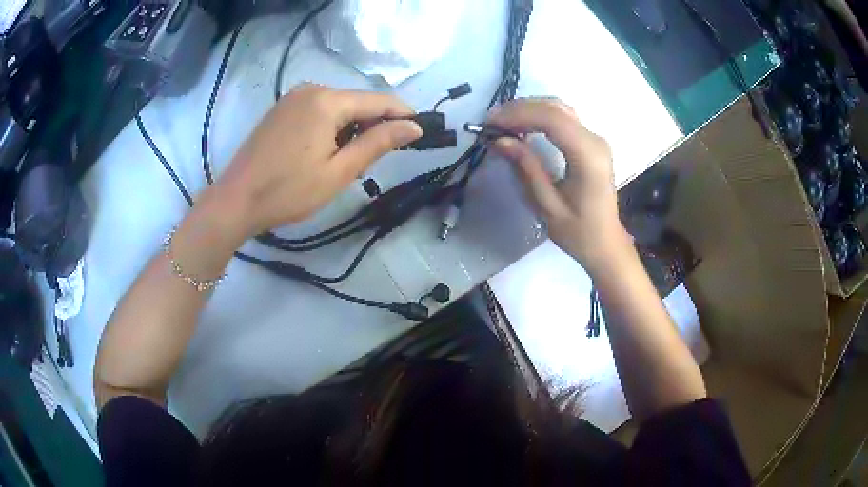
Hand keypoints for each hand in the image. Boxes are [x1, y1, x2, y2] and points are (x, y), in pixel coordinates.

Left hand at [216, 84, 422, 237]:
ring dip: (351, 129)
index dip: (402, 114)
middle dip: (372, 126)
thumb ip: (377, 143)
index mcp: (327, 100)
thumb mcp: (339, 171)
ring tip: (346, 163)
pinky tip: (324, 152)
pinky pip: (319, 110)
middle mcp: (311, 89)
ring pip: (339, 107)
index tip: (421, 132)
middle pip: (357, 102)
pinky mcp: (282, 108)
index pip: (378, 100)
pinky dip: (331, 127)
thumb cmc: (288, 191)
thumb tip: (413, 127)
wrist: (235, 200)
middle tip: (373, 163)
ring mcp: (293, 97)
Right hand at [487, 98, 629, 270]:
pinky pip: (563, 118)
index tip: (489, 123)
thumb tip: (499, 140)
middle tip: (490, 121)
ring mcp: (595, 138)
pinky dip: (539, 115)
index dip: (518, 114)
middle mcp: (595, 140)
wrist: (605, 243)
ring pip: (559, 108)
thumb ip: (526, 167)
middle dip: (520, 109)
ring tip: (501, 122)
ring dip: (528, 109)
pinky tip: (522, 125)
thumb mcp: (547, 205)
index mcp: (588, 156)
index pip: (552, 119)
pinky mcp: (591, 142)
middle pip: (555, 108)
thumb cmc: (578, 232)